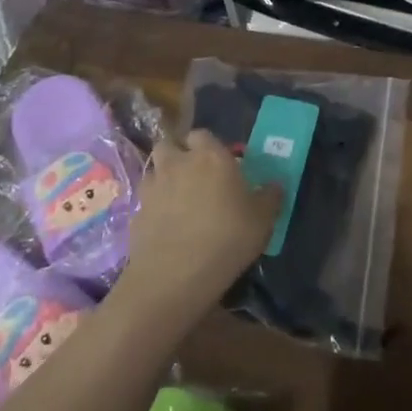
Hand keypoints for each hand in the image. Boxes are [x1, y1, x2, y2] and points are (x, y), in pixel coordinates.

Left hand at [119, 130, 280, 324]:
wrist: (174, 276)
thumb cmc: (227, 237)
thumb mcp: (263, 219)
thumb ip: (270, 196)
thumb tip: (276, 185)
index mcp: (211, 156)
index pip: (202, 135)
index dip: (208, 145)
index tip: (219, 162)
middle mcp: (178, 164)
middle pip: (170, 145)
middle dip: (178, 154)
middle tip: (194, 175)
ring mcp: (153, 188)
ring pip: (154, 170)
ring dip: (164, 178)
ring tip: (178, 199)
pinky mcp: (135, 214)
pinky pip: (145, 201)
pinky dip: (153, 207)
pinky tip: (166, 226)